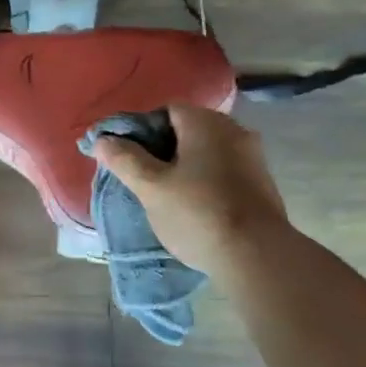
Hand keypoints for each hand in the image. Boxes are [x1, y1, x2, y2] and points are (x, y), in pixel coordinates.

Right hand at [91, 105, 289, 276]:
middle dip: (164, 150)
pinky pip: (225, 171)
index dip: (143, 130)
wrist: (257, 256)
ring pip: (208, 152)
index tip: (129, 157)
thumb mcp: (151, 188)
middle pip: (188, 130)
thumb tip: (103, 139)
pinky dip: (208, 180)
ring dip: (187, 167)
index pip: (166, 110)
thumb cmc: (198, 213)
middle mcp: (234, 129)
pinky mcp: (263, 183)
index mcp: (205, 122)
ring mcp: (253, 156)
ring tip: (168, 195)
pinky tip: (196, 207)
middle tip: (144, 178)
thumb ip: (125, 159)